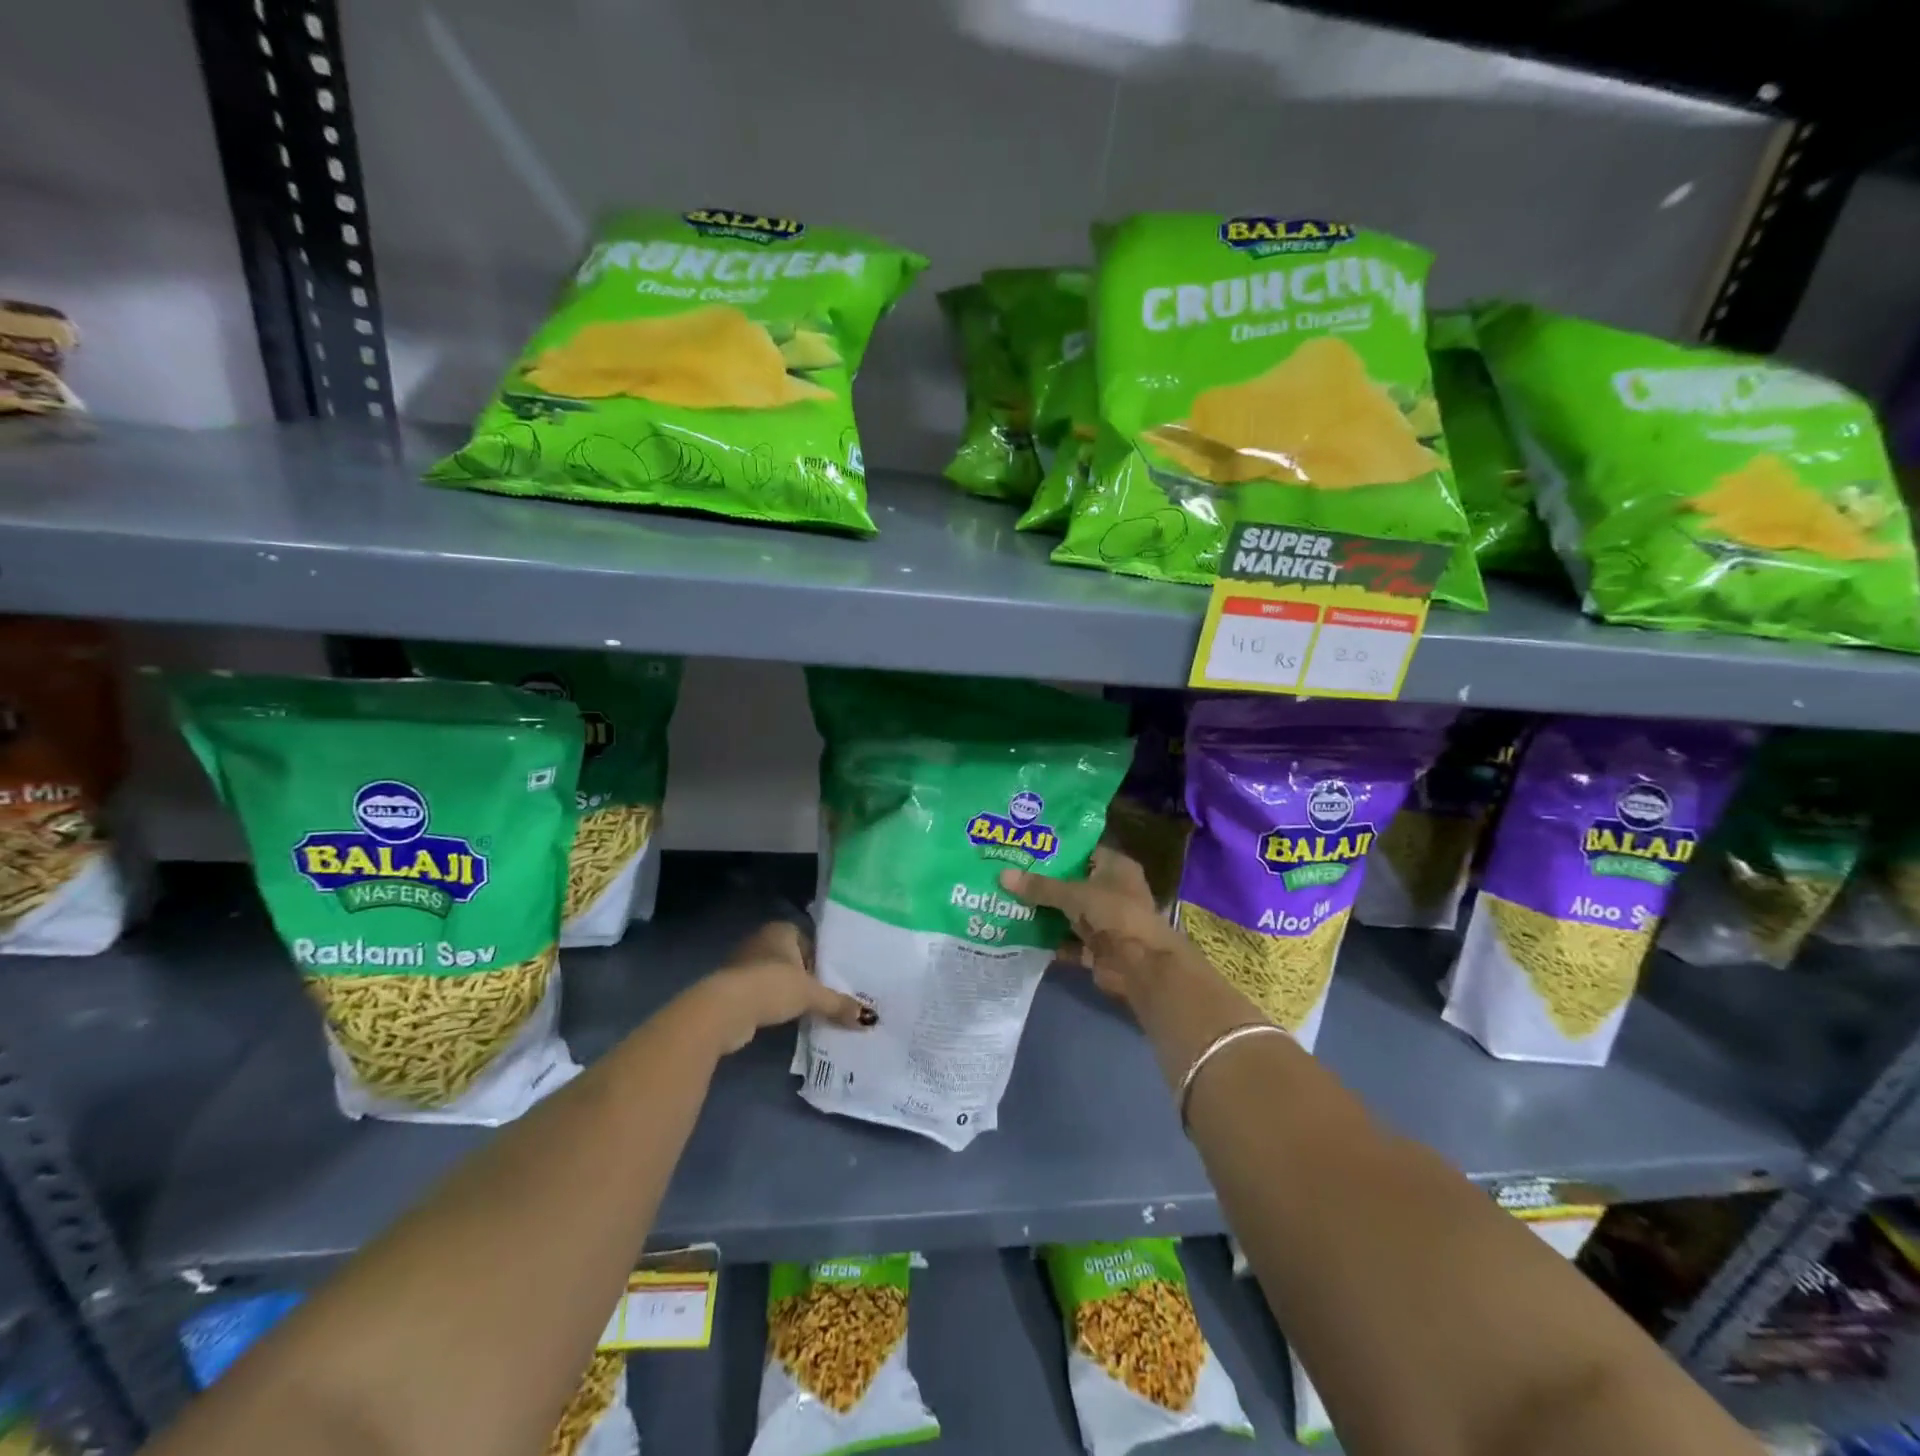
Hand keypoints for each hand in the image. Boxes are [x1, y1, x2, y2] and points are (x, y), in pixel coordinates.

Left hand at [686, 921, 873, 1055]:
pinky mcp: (732, 989)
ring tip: (806, 1012)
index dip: (821, 959)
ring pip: (775, 978)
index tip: (831, 980)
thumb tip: (869, 1018)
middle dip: (805, 978)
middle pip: (792, 960)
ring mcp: (743, 965)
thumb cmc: (772, 986)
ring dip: (787, 993)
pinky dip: (772, 1005)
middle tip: (824, 998)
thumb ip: (838, 1003)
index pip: (808, 940)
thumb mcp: (811, 995)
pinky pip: (761, 994)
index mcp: (780, 930)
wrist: (725, 1010)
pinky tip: (783, 1020)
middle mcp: (761, 941)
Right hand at [999, 848, 1186, 1012]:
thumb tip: (1002, 875)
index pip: (1084, 851)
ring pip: (1070, 913)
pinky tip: (1022, 935)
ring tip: (1009, 902)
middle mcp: (1113, 891)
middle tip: (1010, 875)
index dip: (1058, 850)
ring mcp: (1106, 921)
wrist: (1140, 964)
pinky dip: (1050, 941)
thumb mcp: (1073, 893)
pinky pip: (1069, 941)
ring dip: (1046, 913)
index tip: (1027, 848)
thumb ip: (1040, 887)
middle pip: (1074, 883)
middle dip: (1045, 883)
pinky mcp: (1098, 948)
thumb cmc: (1113, 913)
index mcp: (1116, 867)